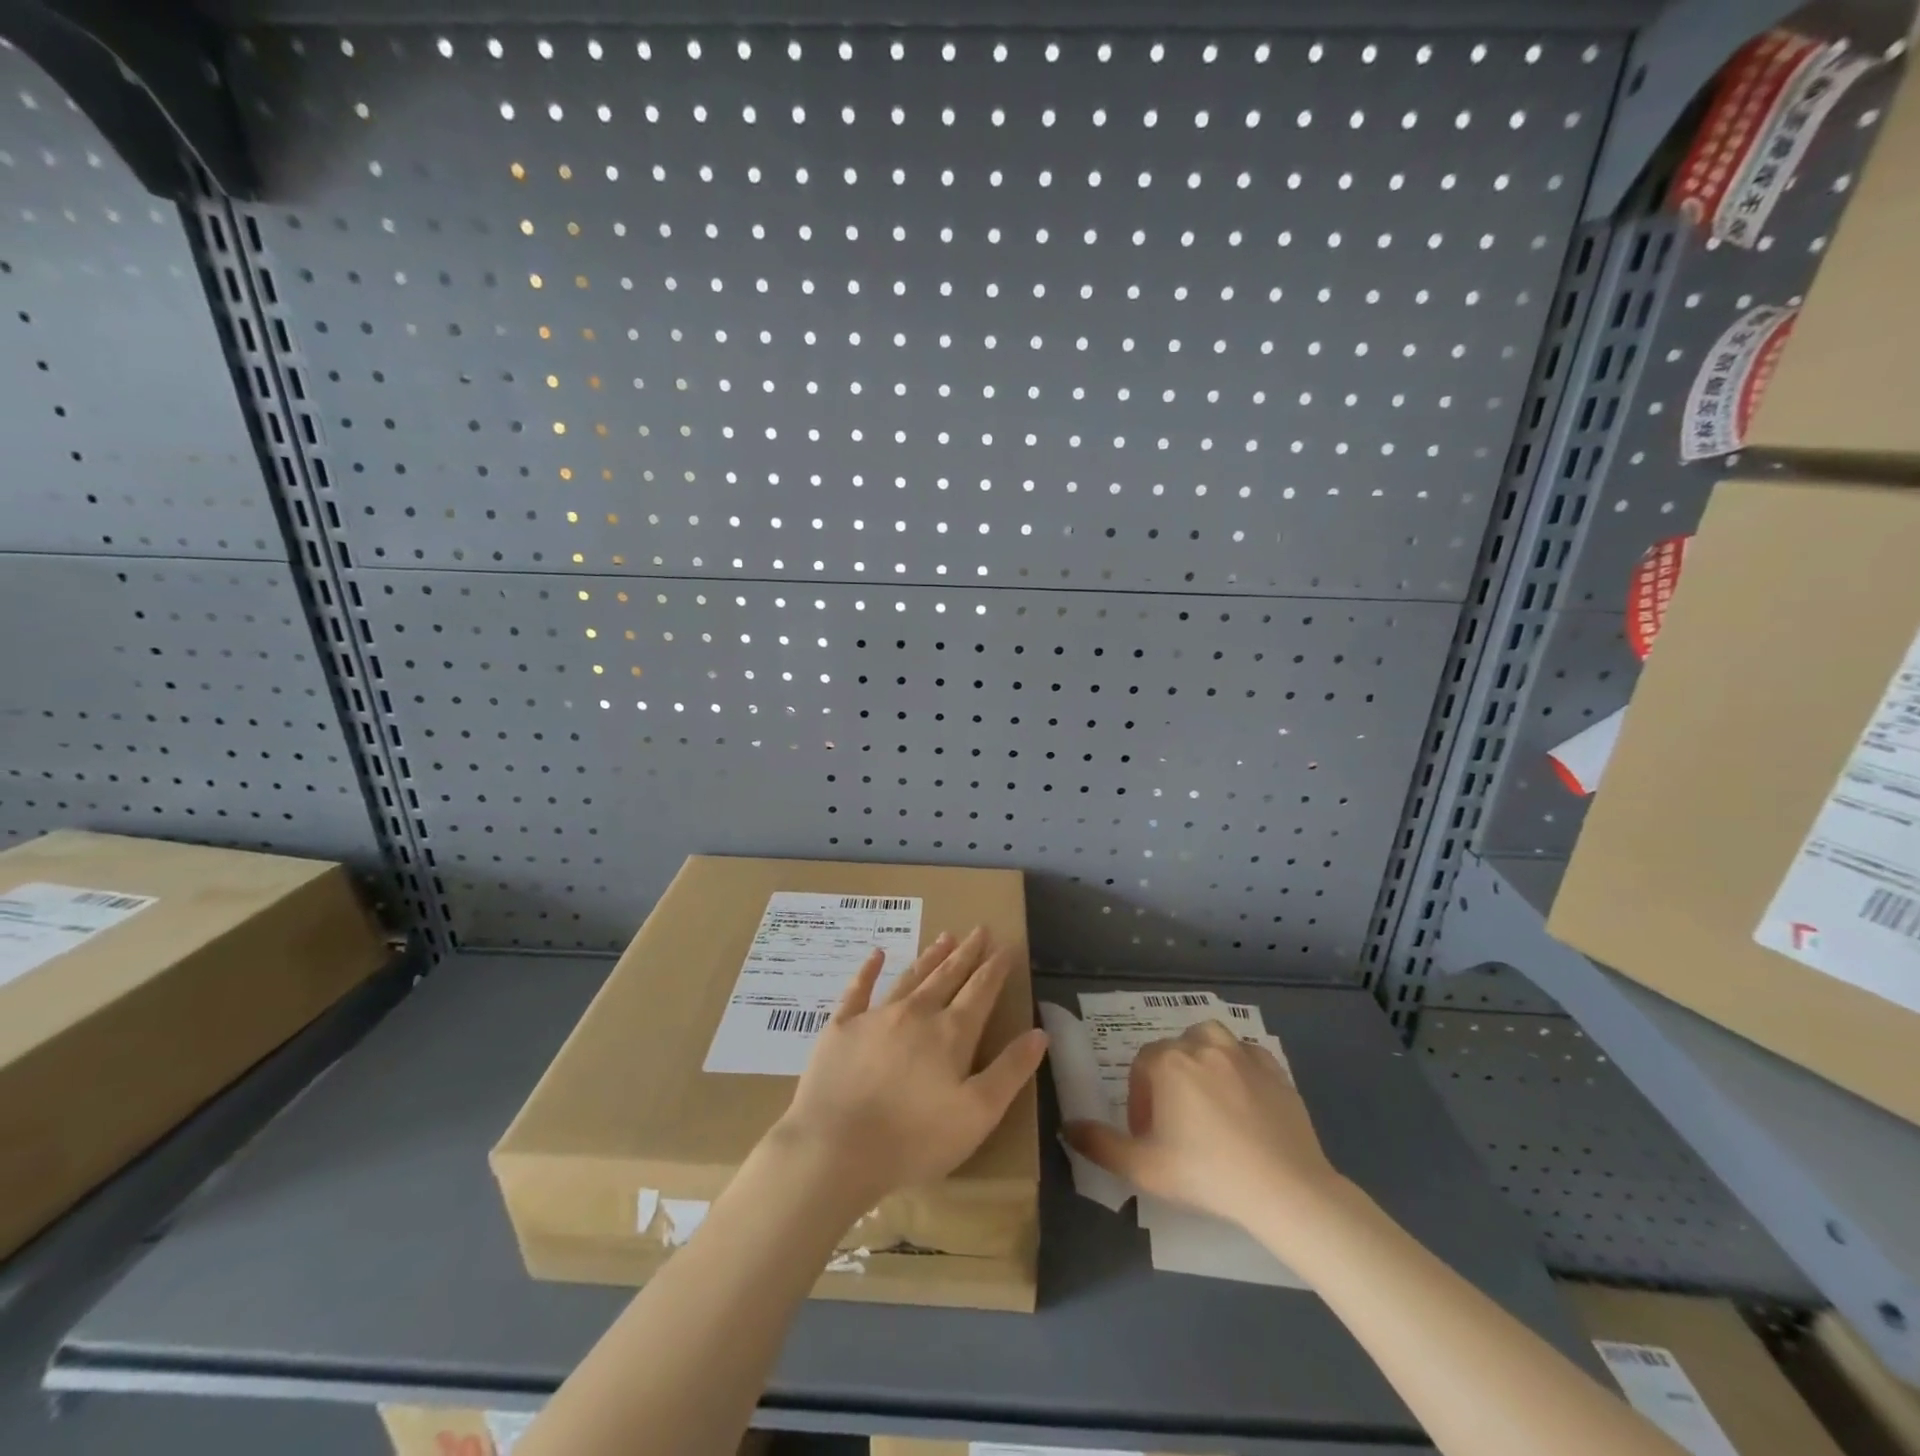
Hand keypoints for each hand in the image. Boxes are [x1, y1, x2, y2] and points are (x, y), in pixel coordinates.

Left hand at [772, 928, 1048, 1208]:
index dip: (996, 968)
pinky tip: (876, 954)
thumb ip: (1010, 1070)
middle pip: (947, 975)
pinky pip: (858, 990)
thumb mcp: (978, 1114)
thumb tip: (1040, 1032)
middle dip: (966, 953)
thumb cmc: (914, 1139)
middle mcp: (916, 1013)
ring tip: (945, 936)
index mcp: (951, 1033)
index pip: (980, 991)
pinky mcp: (841, 1028)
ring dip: (930, 956)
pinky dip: (869, 970)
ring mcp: (876, 1016)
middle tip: (979, 929)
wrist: (834, 1148)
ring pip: (910, 977)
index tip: (1007, 946)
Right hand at [1064, 1021, 1338, 1230]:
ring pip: (1210, 1040)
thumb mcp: (1143, 1168)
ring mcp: (1242, 1052)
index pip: (1142, 1065)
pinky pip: (1247, 1055)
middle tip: (1176, 1123)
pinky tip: (1243, 1099)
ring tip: (1207, 1097)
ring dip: (1202, 1059)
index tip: (1149, 1134)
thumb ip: (1099, 1145)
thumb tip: (1067, 1126)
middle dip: (1168, 1080)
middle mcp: (1202, 1044)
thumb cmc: (1207, 1174)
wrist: (1284, 1189)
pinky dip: (1239, 1067)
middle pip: (1174, 1050)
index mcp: (1168, 1062)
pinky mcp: (1274, 1068)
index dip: (1140, 1098)